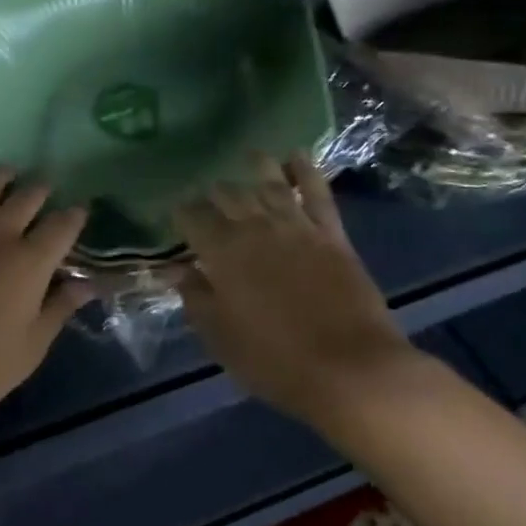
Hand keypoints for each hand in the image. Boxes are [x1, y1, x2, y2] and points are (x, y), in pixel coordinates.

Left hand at [0, 164, 88, 442]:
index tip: (81, 210)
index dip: (75, 215)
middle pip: (26, 199)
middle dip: (41, 190)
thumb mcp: (30, 348)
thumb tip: (89, 283)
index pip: (62, 227)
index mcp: (30, 264)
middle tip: (46, 188)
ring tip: (8, 170)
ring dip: (0, 175)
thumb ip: (60, 309)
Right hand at [172, 154, 418, 433]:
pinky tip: (296, 155)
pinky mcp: (331, 233)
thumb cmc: (276, 361)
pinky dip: (305, 170)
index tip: (175, 211)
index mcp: (222, 252)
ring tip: (248, 156)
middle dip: (214, 192)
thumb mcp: (220, 338)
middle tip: (209, 194)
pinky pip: (316, 192)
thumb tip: (176, 269)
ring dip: (256, 168)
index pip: (192, 216)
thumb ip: (195, 297)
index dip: (181, 211)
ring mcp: (296, 226)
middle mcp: (255, 228)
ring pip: (269, 184)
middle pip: (228, 195)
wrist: (351, 370)